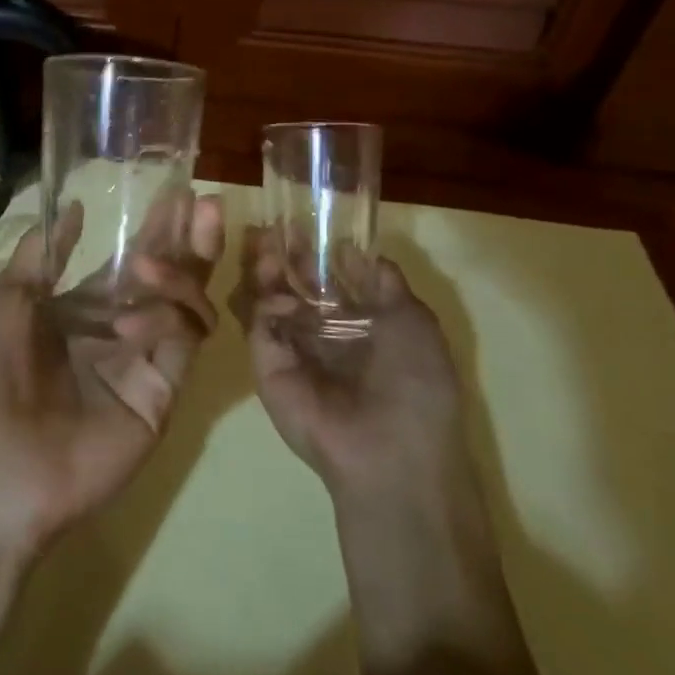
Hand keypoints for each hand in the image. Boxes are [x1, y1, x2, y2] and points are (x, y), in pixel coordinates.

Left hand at [0, 193, 225, 560]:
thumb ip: (41, 255)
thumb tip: (73, 207)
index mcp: (73, 312)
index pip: (126, 263)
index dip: (151, 230)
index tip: (174, 193)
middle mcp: (112, 335)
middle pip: (164, 281)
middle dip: (186, 241)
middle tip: (203, 203)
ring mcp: (138, 366)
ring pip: (183, 308)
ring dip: (181, 272)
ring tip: (156, 258)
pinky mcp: (158, 397)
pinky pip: (180, 346)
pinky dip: (170, 317)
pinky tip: (137, 311)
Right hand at [235, 228, 512, 666]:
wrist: (389, 450)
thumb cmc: (416, 386)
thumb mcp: (415, 323)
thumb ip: (386, 284)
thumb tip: (362, 251)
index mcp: (361, 327)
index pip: (330, 282)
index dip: (317, 253)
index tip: (304, 224)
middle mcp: (323, 335)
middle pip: (294, 286)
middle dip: (284, 258)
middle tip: (272, 230)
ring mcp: (292, 349)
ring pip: (269, 300)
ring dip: (266, 273)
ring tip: (265, 248)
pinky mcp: (267, 364)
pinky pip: (259, 325)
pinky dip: (266, 305)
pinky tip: (281, 299)